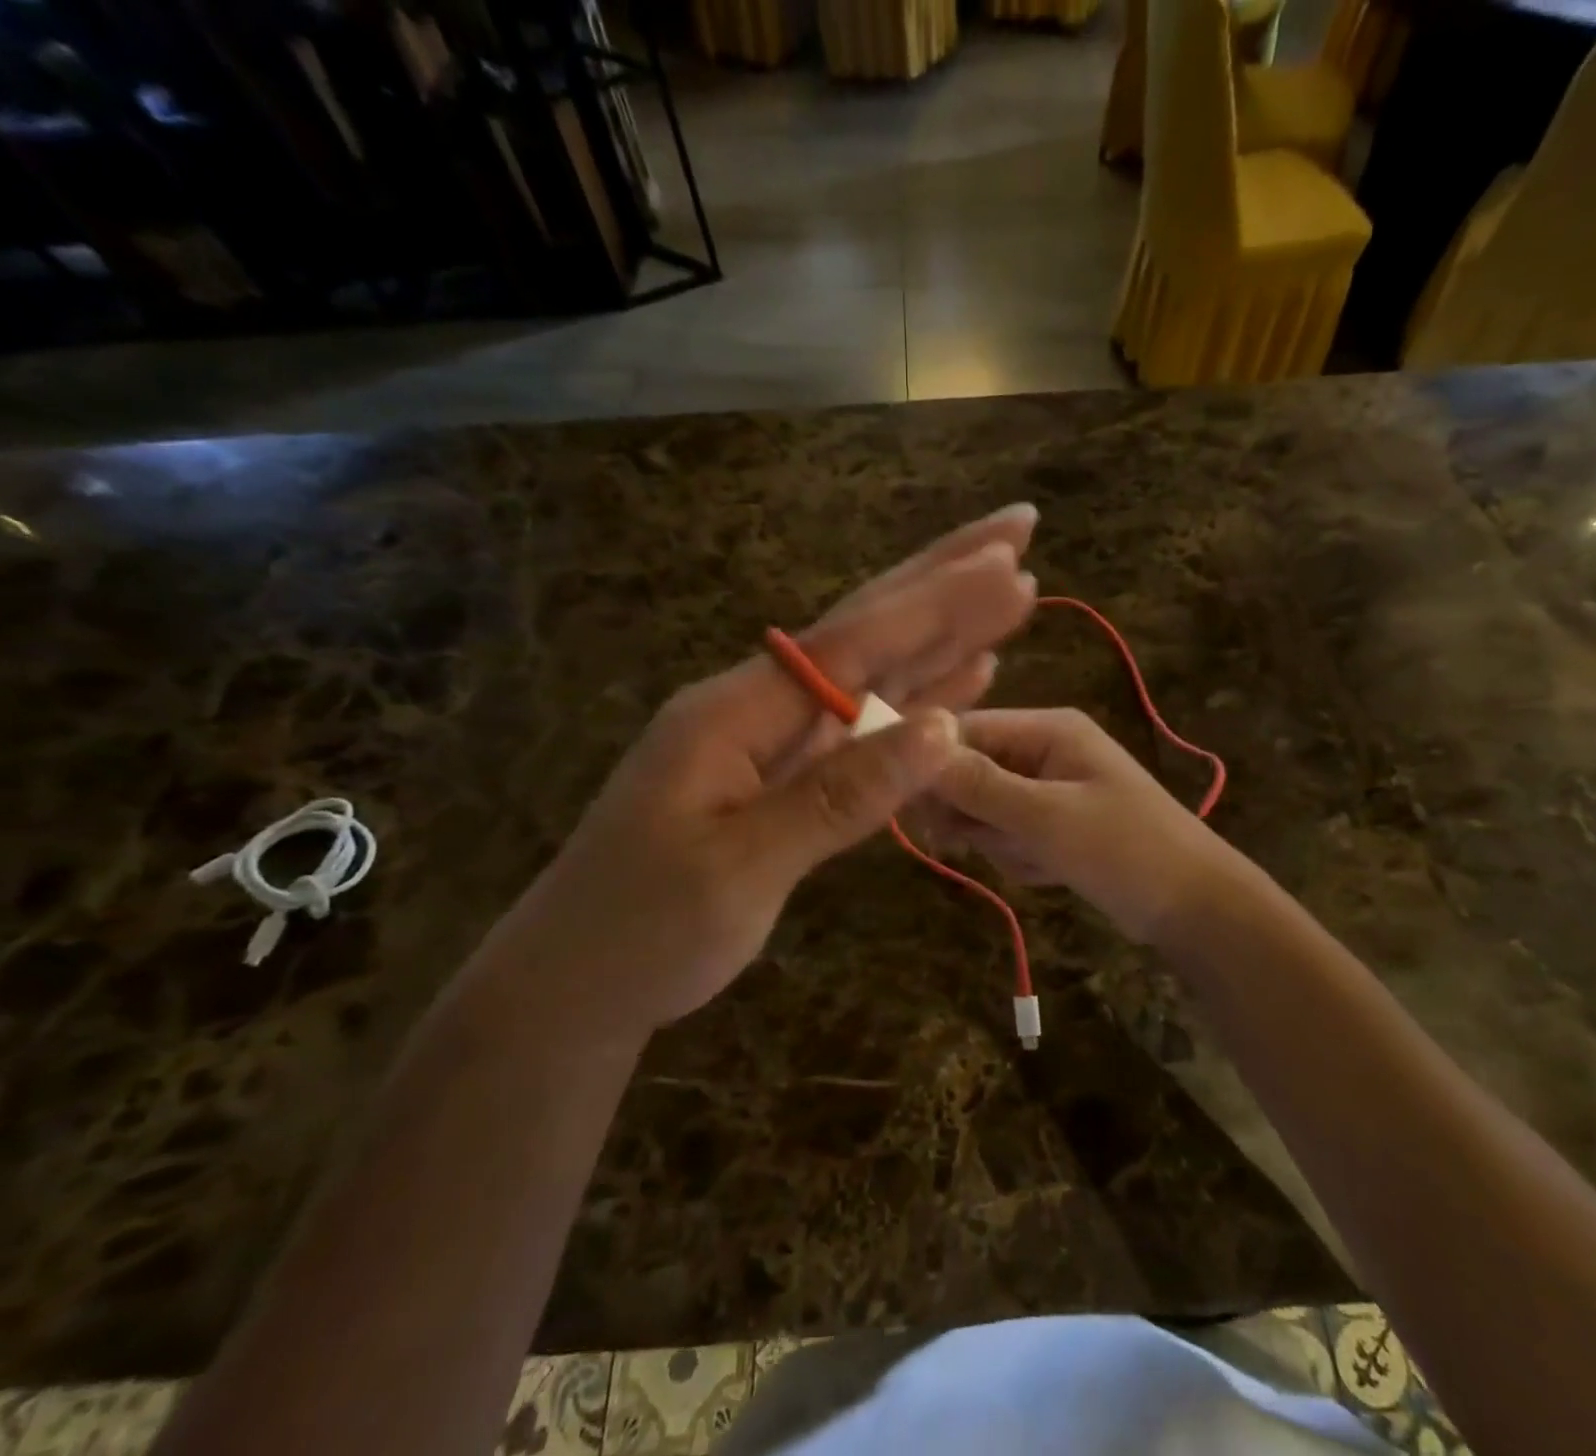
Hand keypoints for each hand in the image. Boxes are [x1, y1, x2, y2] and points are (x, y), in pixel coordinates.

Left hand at [473, 506, 1039, 1046]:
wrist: (578, 986)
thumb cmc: (644, 934)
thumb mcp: (741, 870)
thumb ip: (842, 794)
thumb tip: (942, 730)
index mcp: (736, 711)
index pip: (854, 641)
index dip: (935, 604)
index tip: (1009, 564)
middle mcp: (759, 706)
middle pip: (866, 630)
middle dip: (943, 579)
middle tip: (1017, 529)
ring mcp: (774, 739)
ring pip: (874, 672)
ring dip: (942, 631)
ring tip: (1009, 588)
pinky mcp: (788, 774)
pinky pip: (864, 724)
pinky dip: (917, 697)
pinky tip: (965, 674)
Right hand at [928, 708, 1228, 943]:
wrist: (1193, 907)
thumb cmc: (1125, 850)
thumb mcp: (1047, 817)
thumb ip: (980, 785)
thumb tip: (916, 749)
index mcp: (1048, 729)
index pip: (966, 730)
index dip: (933, 763)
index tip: (908, 804)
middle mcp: (1044, 750)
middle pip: (970, 772)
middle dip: (973, 813)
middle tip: (976, 841)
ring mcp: (1049, 789)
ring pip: (985, 811)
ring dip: (1000, 842)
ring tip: (1038, 858)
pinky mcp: (1053, 825)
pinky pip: (1009, 836)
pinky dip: (1020, 858)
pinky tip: (1051, 871)